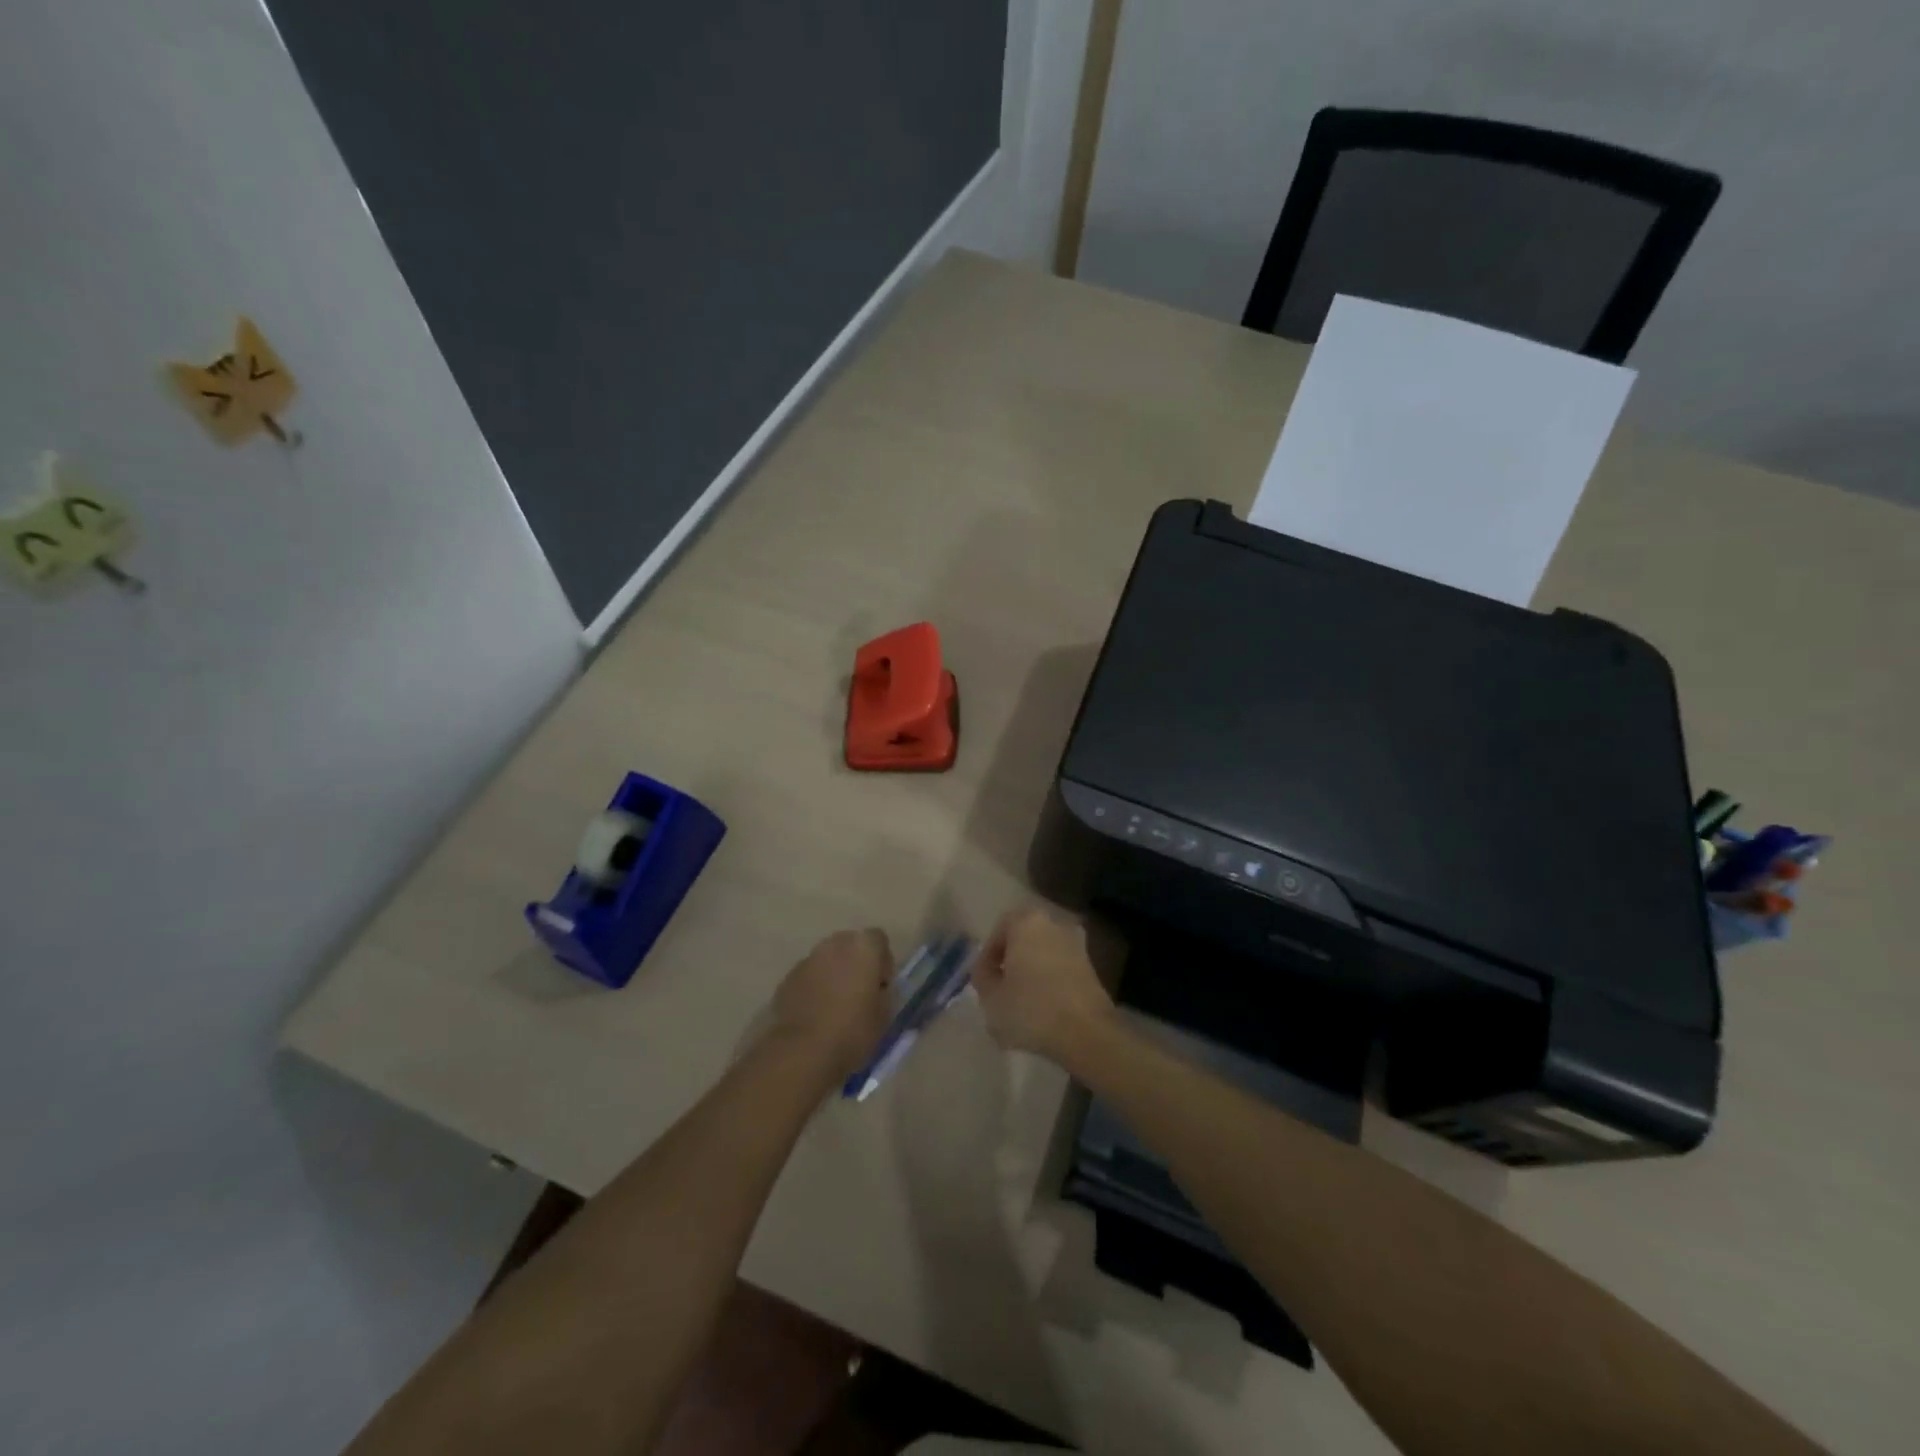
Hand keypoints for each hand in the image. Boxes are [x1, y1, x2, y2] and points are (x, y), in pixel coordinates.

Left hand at [771, 928, 893, 1079]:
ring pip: (827, 960)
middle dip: (856, 963)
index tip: (881, 985)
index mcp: (863, 948)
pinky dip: (814, 987)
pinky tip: (816, 1013)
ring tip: (836, 1005)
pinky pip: (809, 976)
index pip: (879, 939)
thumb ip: (884, 993)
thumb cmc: (852, 1031)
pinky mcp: (788, 978)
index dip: (883, 961)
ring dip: (834, 974)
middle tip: (860, 993)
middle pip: (850, 945)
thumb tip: (878, 989)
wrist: (802, 1051)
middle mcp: (834, 945)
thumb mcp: (884, 1015)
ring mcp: (808, 960)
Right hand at [972, 907, 1114, 1064]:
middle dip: (1011, 962)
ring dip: (1031, 972)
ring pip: (1043, 954)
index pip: (999, 930)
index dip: (988, 956)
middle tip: (1000, 988)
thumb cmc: (1031, 1009)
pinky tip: (1043, 1008)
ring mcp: (1076, 945)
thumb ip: (982, 978)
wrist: (1087, 1033)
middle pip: (1023, 940)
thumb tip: (986, 970)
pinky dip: (1050, 982)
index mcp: (1026, 923)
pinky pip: (1060, 969)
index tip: (983, 980)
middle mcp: (1053, 925)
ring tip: (1021, 1003)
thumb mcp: (990, 998)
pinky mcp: (1091, 967)